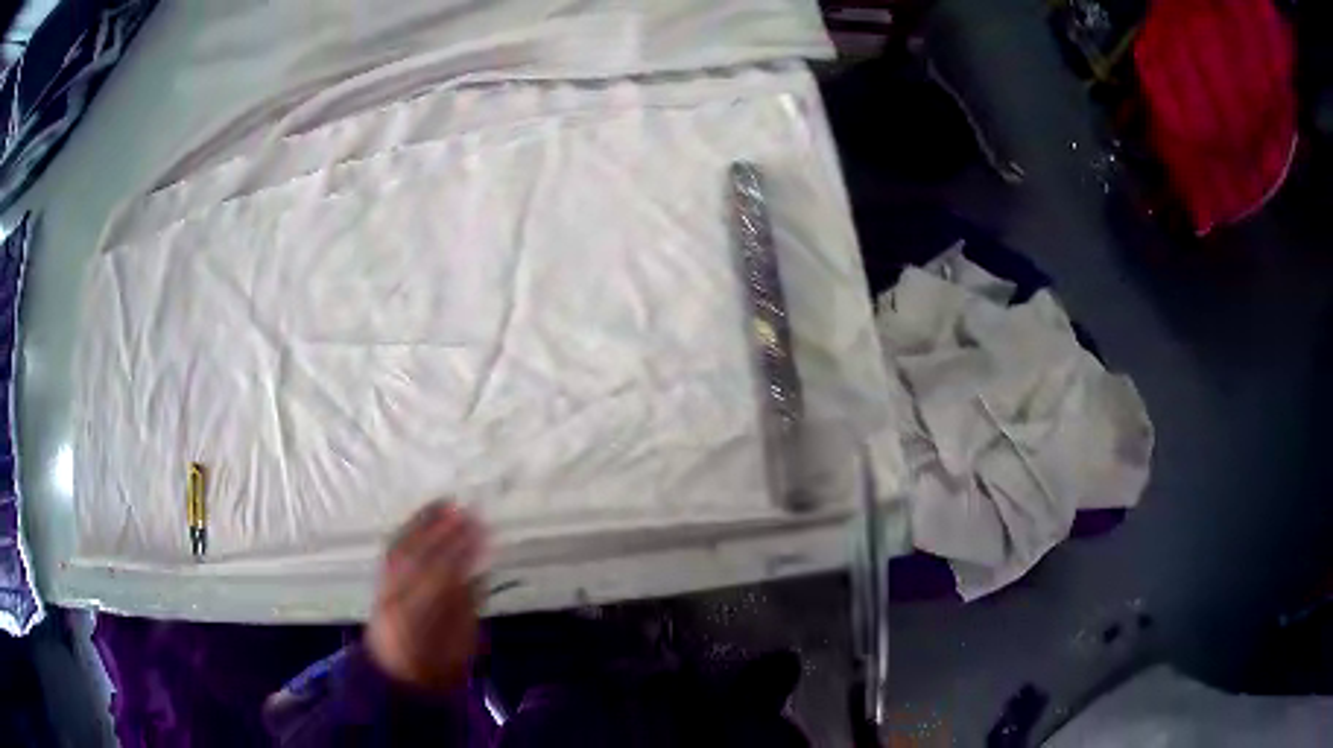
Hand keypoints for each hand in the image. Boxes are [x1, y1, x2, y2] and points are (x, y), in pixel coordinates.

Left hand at [366, 500, 484, 691]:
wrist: (395, 676)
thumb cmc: (438, 666)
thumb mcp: (461, 644)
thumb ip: (466, 609)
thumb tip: (479, 574)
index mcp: (421, 620)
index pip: (440, 578)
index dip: (460, 552)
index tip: (480, 531)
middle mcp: (397, 600)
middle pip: (418, 558)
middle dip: (443, 532)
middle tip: (467, 510)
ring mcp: (384, 590)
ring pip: (401, 551)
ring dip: (422, 524)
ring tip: (445, 504)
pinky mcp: (379, 585)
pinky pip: (390, 552)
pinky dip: (407, 531)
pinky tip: (422, 517)